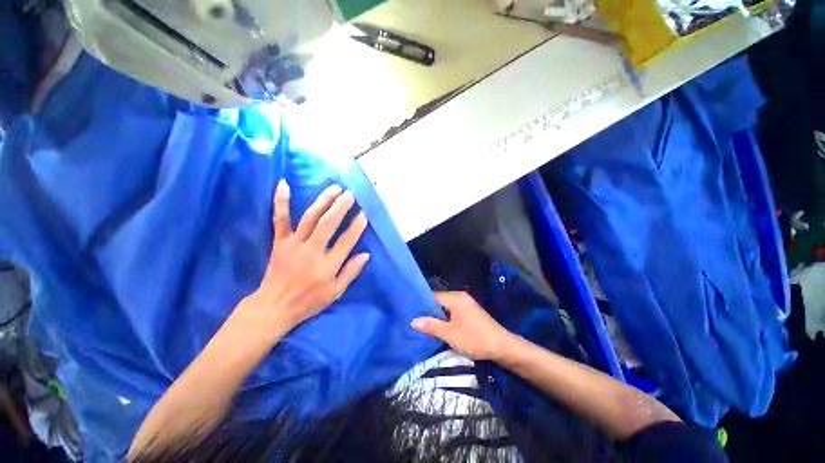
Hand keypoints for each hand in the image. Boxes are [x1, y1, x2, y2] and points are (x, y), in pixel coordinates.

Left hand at [232, 180, 369, 341]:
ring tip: (335, 188)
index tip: (364, 213)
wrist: (274, 306)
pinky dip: (281, 201)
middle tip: (351, 194)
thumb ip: (351, 272)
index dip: (357, 226)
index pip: (346, 241)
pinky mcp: (280, 242)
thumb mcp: (335, 292)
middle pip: (328, 224)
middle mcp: (311, 251)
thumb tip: (366, 254)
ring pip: (310, 217)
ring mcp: (293, 244)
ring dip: (323, 201)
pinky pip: (280, 219)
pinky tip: (284, 184)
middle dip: (341, 207)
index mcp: (327, 266)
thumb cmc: (309, 301)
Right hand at [410, 291, 514, 360]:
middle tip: (416, 322)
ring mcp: (466, 303)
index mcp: (455, 298)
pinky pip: (453, 311)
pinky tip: (440, 327)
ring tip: (425, 325)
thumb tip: (413, 321)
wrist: (502, 346)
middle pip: (439, 301)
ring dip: (438, 316)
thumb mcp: (450, 334)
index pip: (433, 296)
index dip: (422, 305)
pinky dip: (446, 317)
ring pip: (446, 307)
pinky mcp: (470, 311)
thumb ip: (431, 326)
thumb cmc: (474, 339)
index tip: (411, 314)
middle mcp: (460, 296)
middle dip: (429, 311)